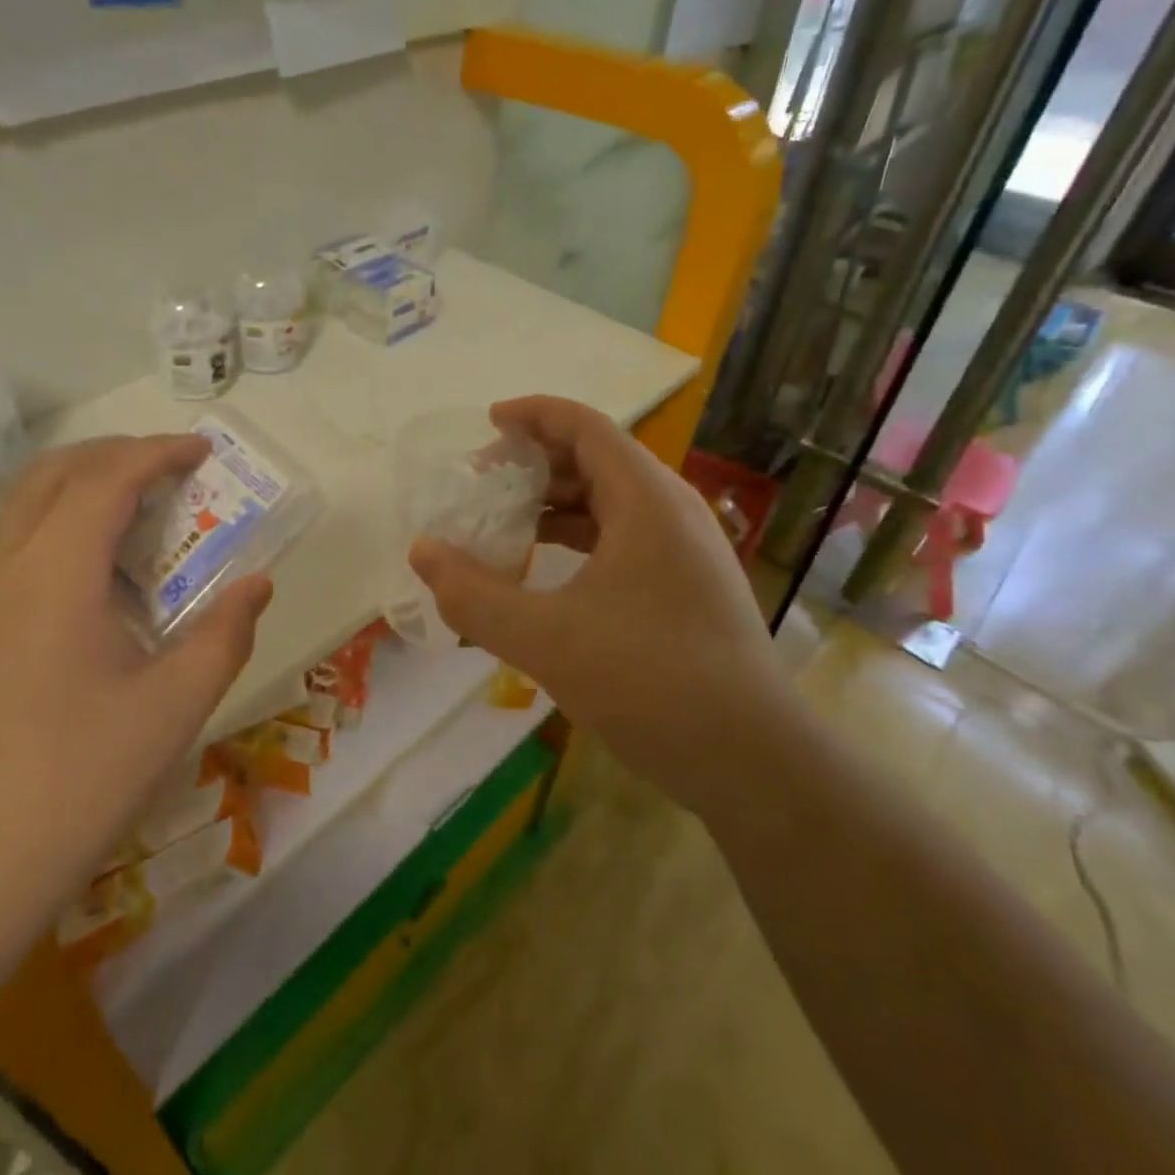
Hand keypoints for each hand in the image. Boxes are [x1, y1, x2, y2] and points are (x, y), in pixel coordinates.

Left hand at [0, 434, 272, 935]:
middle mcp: (3, 566)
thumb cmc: (74, 782)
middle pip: (56, 472)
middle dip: (117, 455)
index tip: (204, 451)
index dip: (159, 453)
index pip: (108, 478)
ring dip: (85, 488)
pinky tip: (97, 579)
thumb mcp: (173, 708)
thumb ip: (224, 635)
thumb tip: (257, 585)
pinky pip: (13, 543)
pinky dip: (60, 525)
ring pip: (26, 505)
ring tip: (143, 517)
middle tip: (173, 471)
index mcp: (54, 572)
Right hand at [408, 396, 786, 812]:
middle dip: (537, 461)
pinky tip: (548, 568)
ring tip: (506, 522)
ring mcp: (686, 549)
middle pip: (599, 458)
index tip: (488, 423)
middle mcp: (673, 511)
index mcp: (647, 501)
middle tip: (484, 482)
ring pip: (613, 501)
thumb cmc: (649, 682)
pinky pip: (626, 536)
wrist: (752, 760)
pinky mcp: (689, 585)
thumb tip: (422, 552)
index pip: (586, 427)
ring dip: (558, 502)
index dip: (534, 414)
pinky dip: (581, 537)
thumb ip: (473, 595)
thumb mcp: (545, 639)